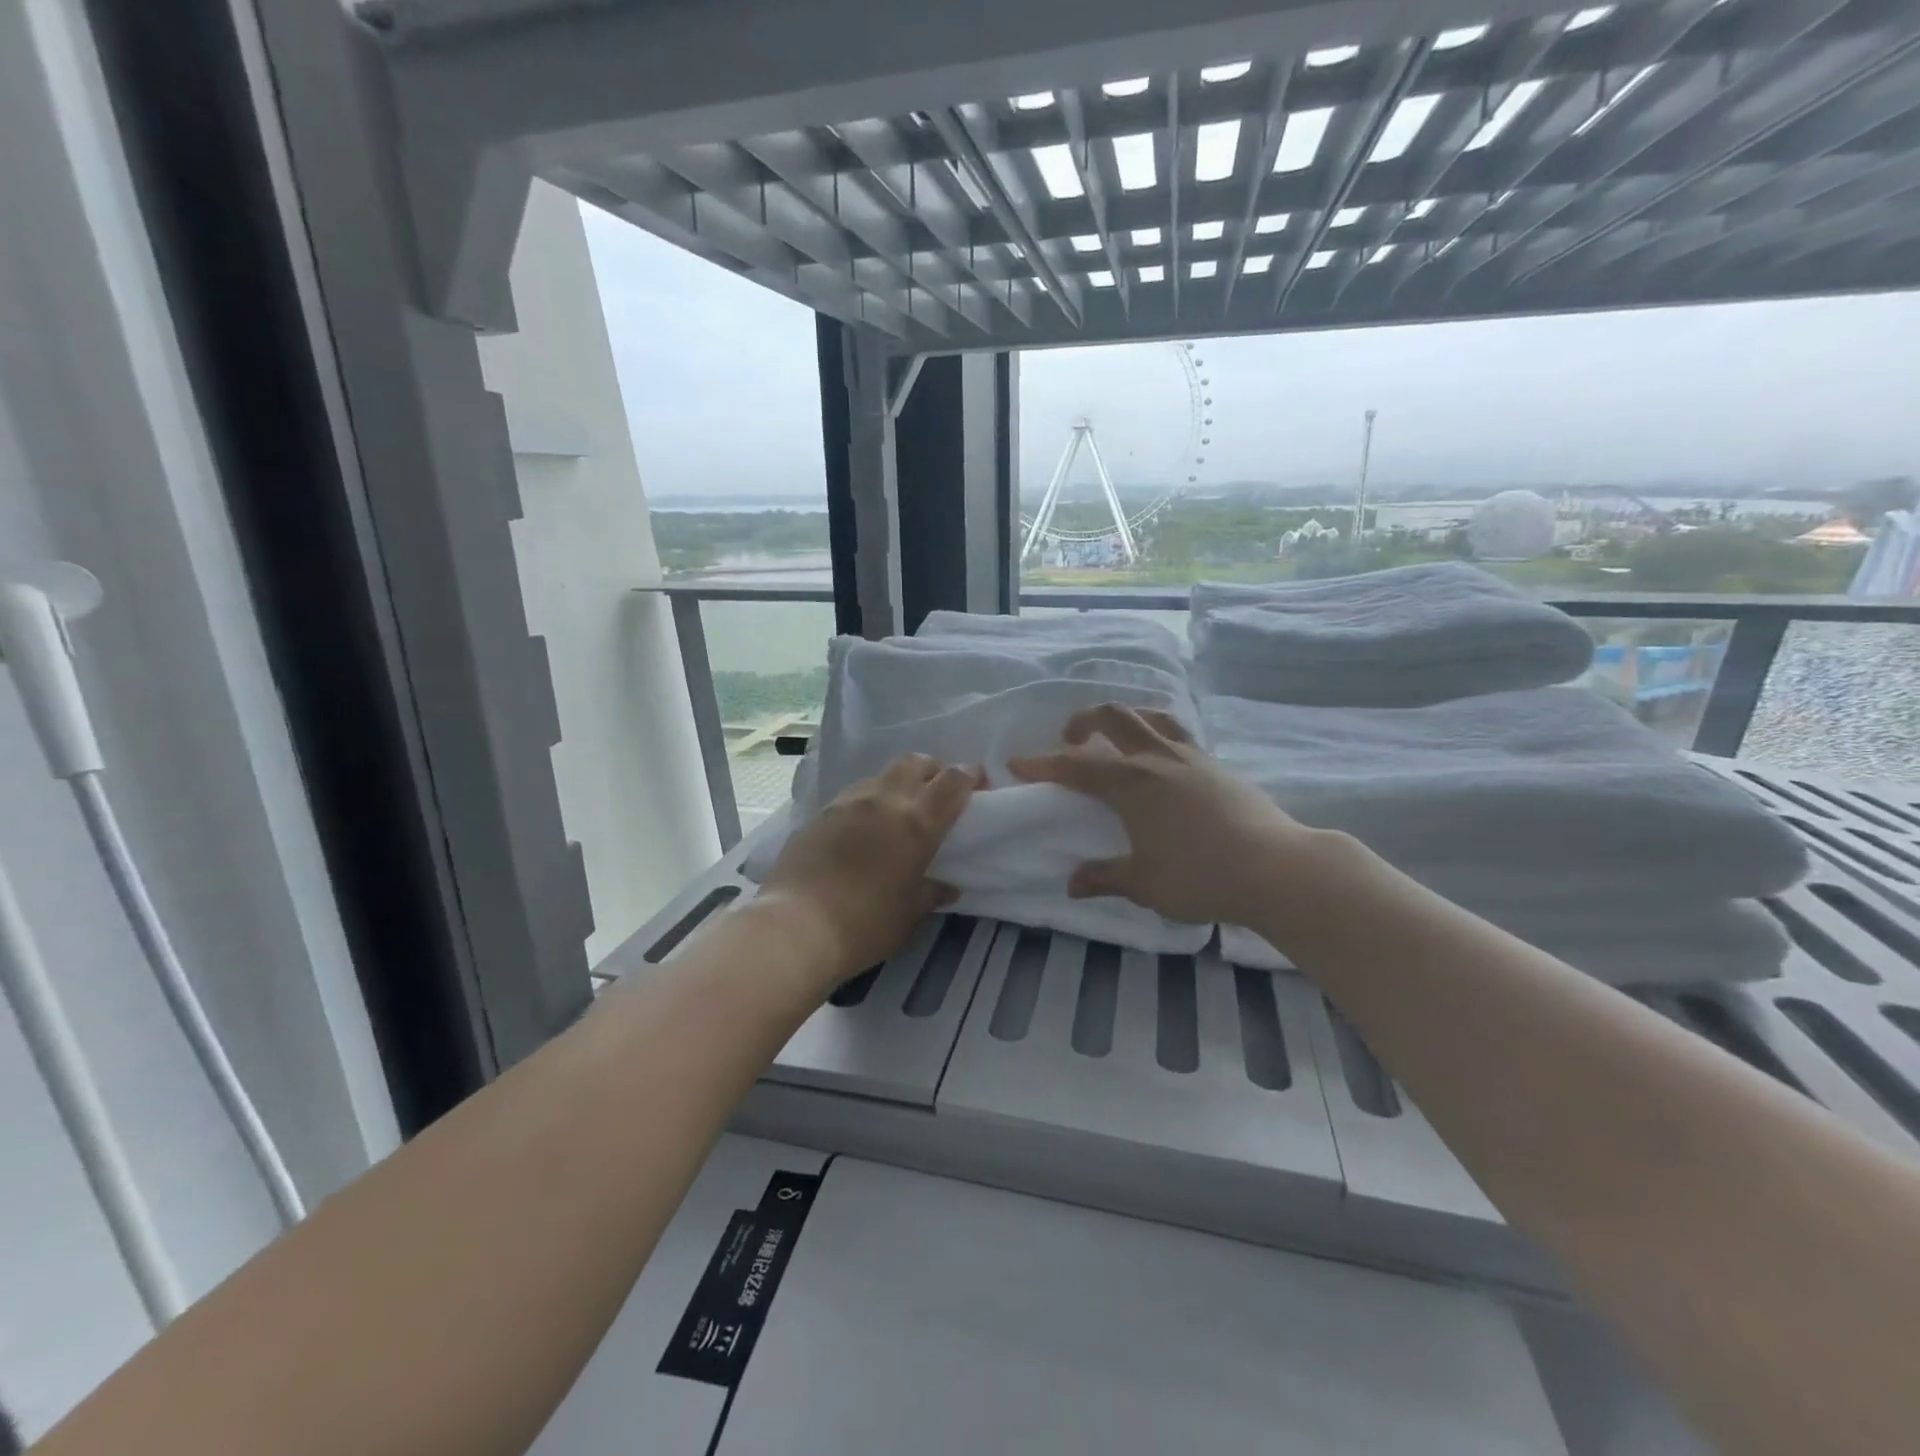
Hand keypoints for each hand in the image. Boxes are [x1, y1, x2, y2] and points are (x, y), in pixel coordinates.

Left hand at [758, 754, 980, 989]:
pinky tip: (863, 829)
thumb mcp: (907, 915)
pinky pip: (853, 795)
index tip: (978, 784)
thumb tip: (948, 887)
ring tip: (898, 812)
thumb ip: (930, 894)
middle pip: (916, 762)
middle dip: (933, 770)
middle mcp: (885, 800)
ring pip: (882, 775)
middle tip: (938, 793)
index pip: (952, 781)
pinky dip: (868, 802)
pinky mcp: (820, 813)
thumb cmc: (864, 924)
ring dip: (898, 784)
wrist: (796, 925)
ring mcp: (848, 802)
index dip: (969, 776)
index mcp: (917, 823)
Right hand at [1010, 704, 1318, 927]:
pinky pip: (1178, 734)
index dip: (1043, 764)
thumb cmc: (1200, 876)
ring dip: (1125, 718)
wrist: (1275, 868)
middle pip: (1114, 717)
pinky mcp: (1217, 766)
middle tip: (1070, 739)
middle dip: (1084, 720)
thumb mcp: (1145, 884)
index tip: (1018, 763)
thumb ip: (1105, 877)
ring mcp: (1192, 757)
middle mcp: (1157, 759)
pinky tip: (1161, 760)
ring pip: (1151, 716)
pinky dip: (1157, 734)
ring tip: (1115, 737)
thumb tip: (1072, 883)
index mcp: (1130, 783)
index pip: (1076, 765)